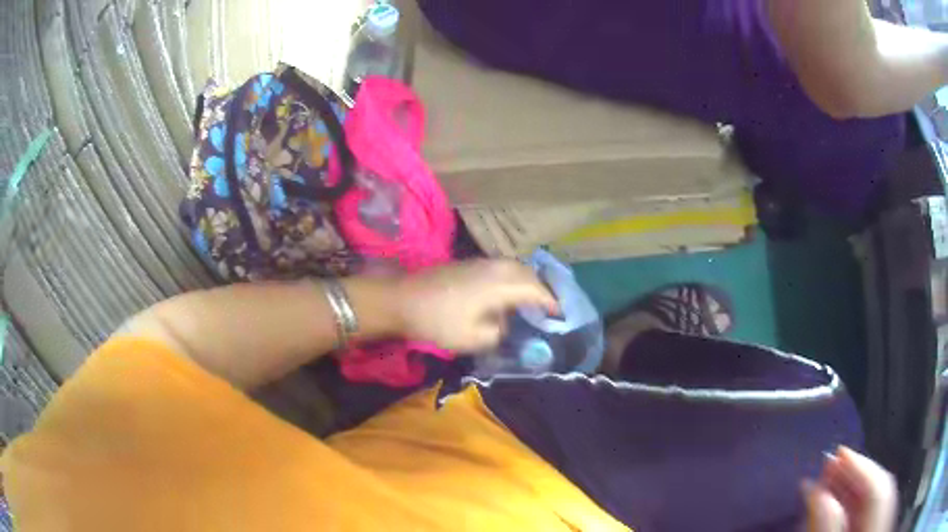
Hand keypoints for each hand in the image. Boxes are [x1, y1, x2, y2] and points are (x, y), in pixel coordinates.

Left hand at [394, 260, 557, 351]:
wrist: (403, 299)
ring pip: (515, 269)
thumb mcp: (476, 338)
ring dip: (528, 283)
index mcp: (503, 283)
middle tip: (550, 309)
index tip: (561, 316)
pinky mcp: (470, 263)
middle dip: (543, 290)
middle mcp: (497, 266)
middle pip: (530, 275)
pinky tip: (508, 294)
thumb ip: (501, 332)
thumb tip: (506, 323)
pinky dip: (512, 279)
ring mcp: (482, 262)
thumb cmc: (440, 321)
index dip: (552, 304)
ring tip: (533, 302)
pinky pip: (502, 268)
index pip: (538, 291)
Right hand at [804, 447, 897, 531]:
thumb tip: (817, 492)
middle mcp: (886, 518)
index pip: (877, 488)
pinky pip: (875, 508)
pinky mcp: (880, 526)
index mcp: (877, 527)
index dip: (860, 466)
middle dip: (855, 475)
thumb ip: (827, 530)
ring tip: (832, 480)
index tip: (836, 453)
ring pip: (878, 497)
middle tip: (828, 465)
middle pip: (879, 488)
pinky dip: (859, 503)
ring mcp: (885, 521)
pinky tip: (844, 502)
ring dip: (855, 488)